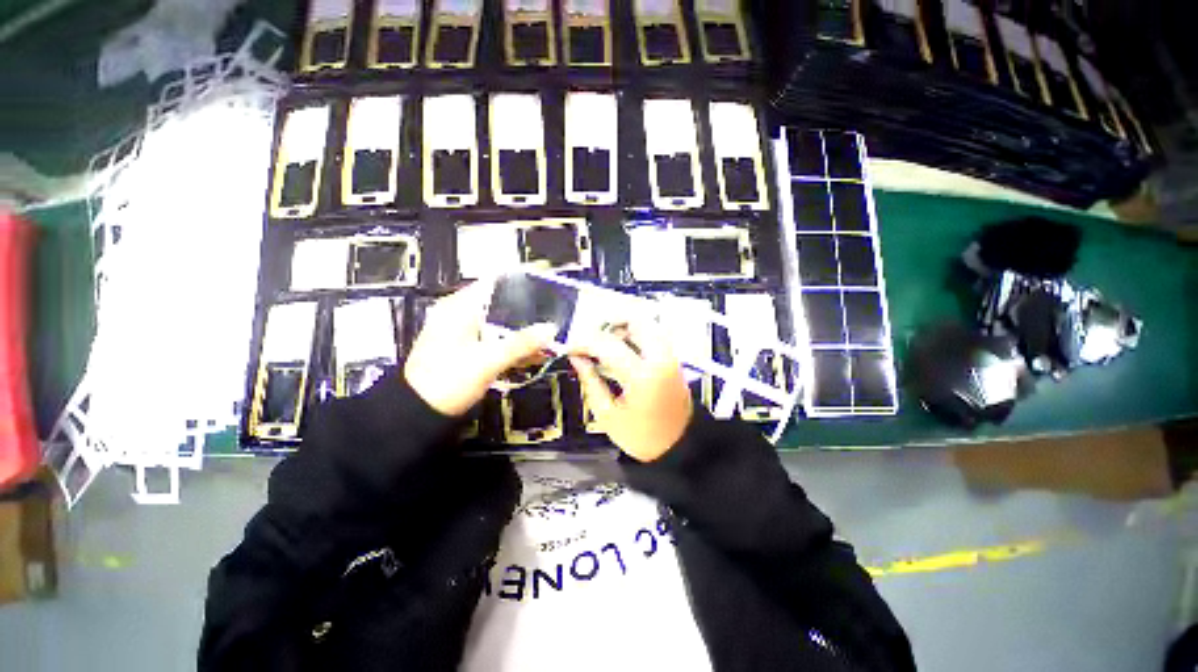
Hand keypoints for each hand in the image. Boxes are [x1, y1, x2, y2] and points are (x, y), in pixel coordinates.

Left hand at [404, 281, 556, 416]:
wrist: (418, 415)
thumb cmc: (447, 381)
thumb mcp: (487, 360)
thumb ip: (521, 343)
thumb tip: (551, 329)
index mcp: (459, 307)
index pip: (494, 282)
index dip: (522, 281)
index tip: (547, 284)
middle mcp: (463, 315)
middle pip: (503, 304)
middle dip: (530, 310)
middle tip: (556, 312)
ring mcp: (468, 334)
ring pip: (503, 324)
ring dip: (525, 330)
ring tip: (553, 332)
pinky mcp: (473, 350)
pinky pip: (500, 340)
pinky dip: (516, 345)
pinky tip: (538, 351)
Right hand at [568, 321, 692, 461]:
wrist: (679, 448)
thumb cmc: (641, 436)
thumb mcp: (607, 415)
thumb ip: (591, 381)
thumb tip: (577, 358)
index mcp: (642, 375)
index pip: (608, 344)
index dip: (584, 342)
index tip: (570, 348)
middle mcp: (660, 358)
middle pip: (635, 321)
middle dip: (609, 325)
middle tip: (592, 339)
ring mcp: (670, 357)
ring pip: (647, 325)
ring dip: (624, 328)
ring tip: (606, 344)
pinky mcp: (674, 360)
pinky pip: (654, 335)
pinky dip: (637, 335)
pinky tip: (623, 350)